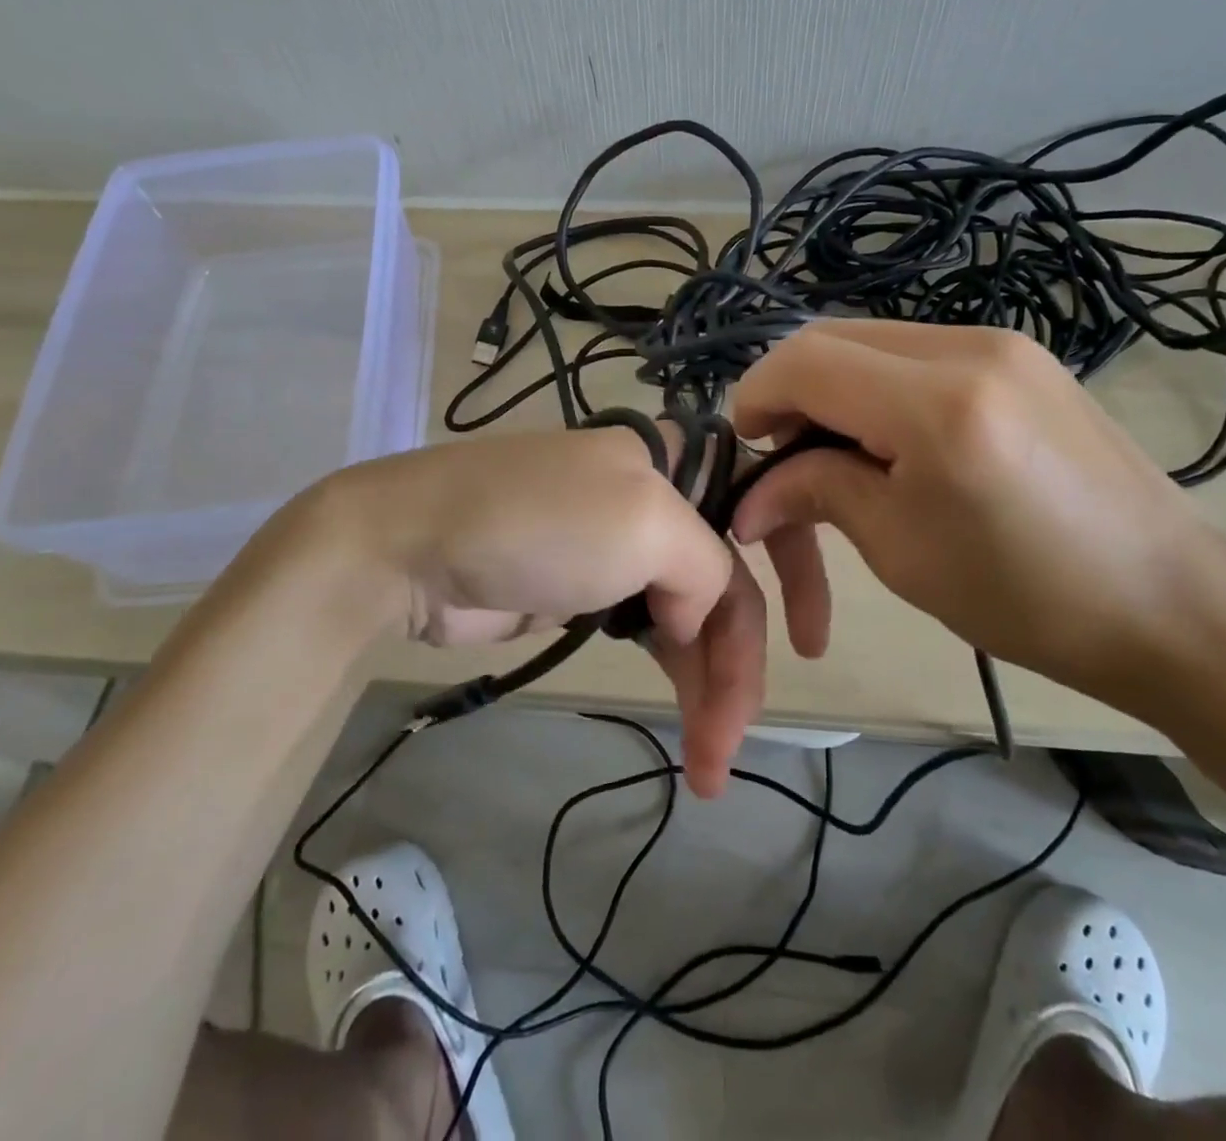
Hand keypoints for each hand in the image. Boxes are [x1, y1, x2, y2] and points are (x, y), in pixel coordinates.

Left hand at [315, 428, 789, 795]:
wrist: (412, 549)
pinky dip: (673, 675)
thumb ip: (705, 569)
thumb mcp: (644, 525)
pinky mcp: (588, 592)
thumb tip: (693, 622)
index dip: (798, 568)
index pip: (762, 507)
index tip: (814, 643)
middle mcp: (656, 500)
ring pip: (692, 616)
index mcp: (676, 462)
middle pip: (728, 580)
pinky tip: (686, 720)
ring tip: (708, 763)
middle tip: (732, 742)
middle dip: (740, 660)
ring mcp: (620, 549)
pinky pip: (653, 634)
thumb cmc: (538, 521)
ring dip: (707, 685)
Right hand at [729, 320, 1225, 711]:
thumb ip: (818, 492)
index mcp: (937, 404)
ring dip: (832, 389)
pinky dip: (878, 387)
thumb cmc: (1026, 597)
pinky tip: (889, 441)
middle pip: (833, 337)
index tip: (745, 448)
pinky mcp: (1022, 356)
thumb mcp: (902, 550)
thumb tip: (754, 494)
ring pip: (872, 341)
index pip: (805, 361)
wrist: (1169, 601)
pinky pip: (917, 352)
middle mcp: (969, 346)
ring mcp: (1003, 342)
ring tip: (833, 456)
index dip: (756, 397)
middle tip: (782, 457)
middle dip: (789, 392)